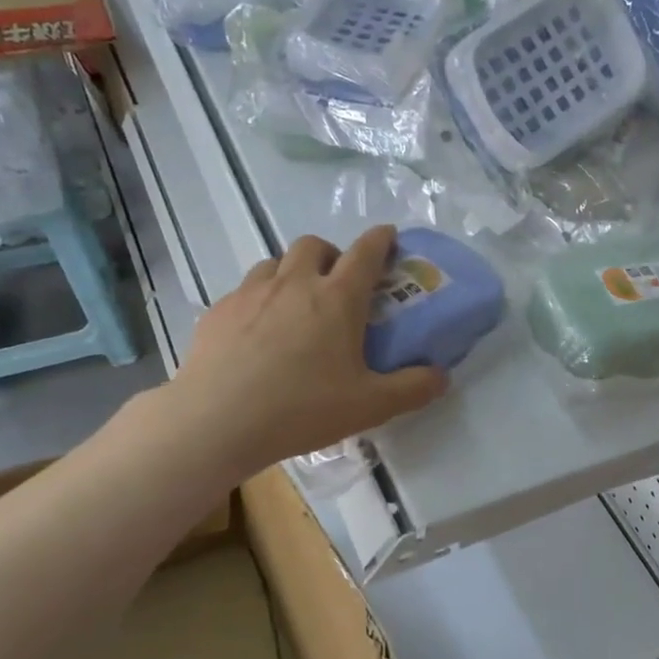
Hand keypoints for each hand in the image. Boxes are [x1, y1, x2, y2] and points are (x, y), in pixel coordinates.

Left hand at [166, 226, 446, 475]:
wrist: (216, 422)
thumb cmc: (301, 409)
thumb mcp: (370, 406)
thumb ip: (413, 388)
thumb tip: (441, 376)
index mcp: (336, 299)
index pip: (366, 252)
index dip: (381, 239)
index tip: (388, 236)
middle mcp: (294, 283)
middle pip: (314, 245)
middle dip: (331, 254)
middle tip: (337, 284)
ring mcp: (251, 293)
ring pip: (275, 262)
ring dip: (292, 272)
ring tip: (295, 305)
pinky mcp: (219, 310)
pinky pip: (245, 290)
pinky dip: (260, 298)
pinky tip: (258, 333)